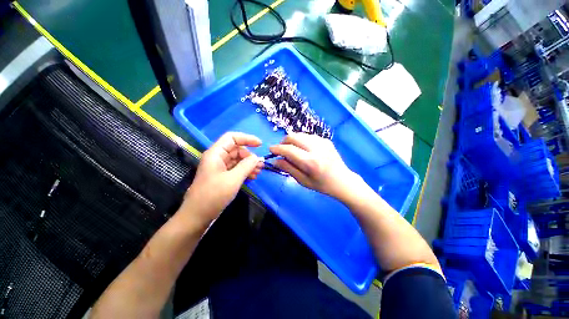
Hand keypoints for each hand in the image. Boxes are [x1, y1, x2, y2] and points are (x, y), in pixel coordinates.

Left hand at [181, 132, 263, 225]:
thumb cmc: (213, 195)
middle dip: (250, 156)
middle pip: (236, 149)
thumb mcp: (233, 179)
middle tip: (260, 165)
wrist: (198, 216)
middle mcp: (217, 158)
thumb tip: (257, 157)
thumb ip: (246, 166)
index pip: (232, 138)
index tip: (260, 145)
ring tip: (259, 172)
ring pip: (238, 160)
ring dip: (249, 164)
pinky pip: (236, 169)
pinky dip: (245, 171)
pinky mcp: (223, 176)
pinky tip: (253, 177)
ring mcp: (220, 167)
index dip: (247, 138)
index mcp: (216, 154)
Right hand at [269, 133, 360, 200]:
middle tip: (281, 150)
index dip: (277, 148)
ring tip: (292, 150)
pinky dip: (301, 141)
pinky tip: (304, 149)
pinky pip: (308, 136)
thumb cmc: (322, 185)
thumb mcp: (303, 181)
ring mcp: (322, 142)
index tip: (271, 150)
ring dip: (292, 140)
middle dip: (283, 142)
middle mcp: (316, 148)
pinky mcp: (326, 140)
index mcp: (310, 162)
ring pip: (300, 134)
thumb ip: (288, 168)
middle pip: (293, 137)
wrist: (342, 180)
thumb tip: (274, 160)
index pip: (289, 150)